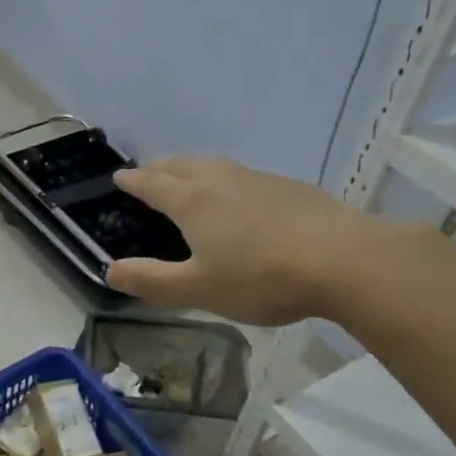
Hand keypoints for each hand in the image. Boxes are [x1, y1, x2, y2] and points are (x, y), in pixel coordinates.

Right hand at [106, 157, 410, 324]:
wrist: (345, 261)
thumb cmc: (262, 277)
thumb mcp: (199, 289)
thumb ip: (152, 281)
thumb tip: (109, 270)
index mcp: (193, 202)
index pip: (153, 184)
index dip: (133, 181)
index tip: (119, 176)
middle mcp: (221, 181)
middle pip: (182, 165)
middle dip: (160, 167)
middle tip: (148, 172)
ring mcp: (258, 180)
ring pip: (215, 165)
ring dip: (193, 167)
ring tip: (188, 176)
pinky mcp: (290, 188)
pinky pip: (244, 175)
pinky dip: (226, 178)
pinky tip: (241, 195)